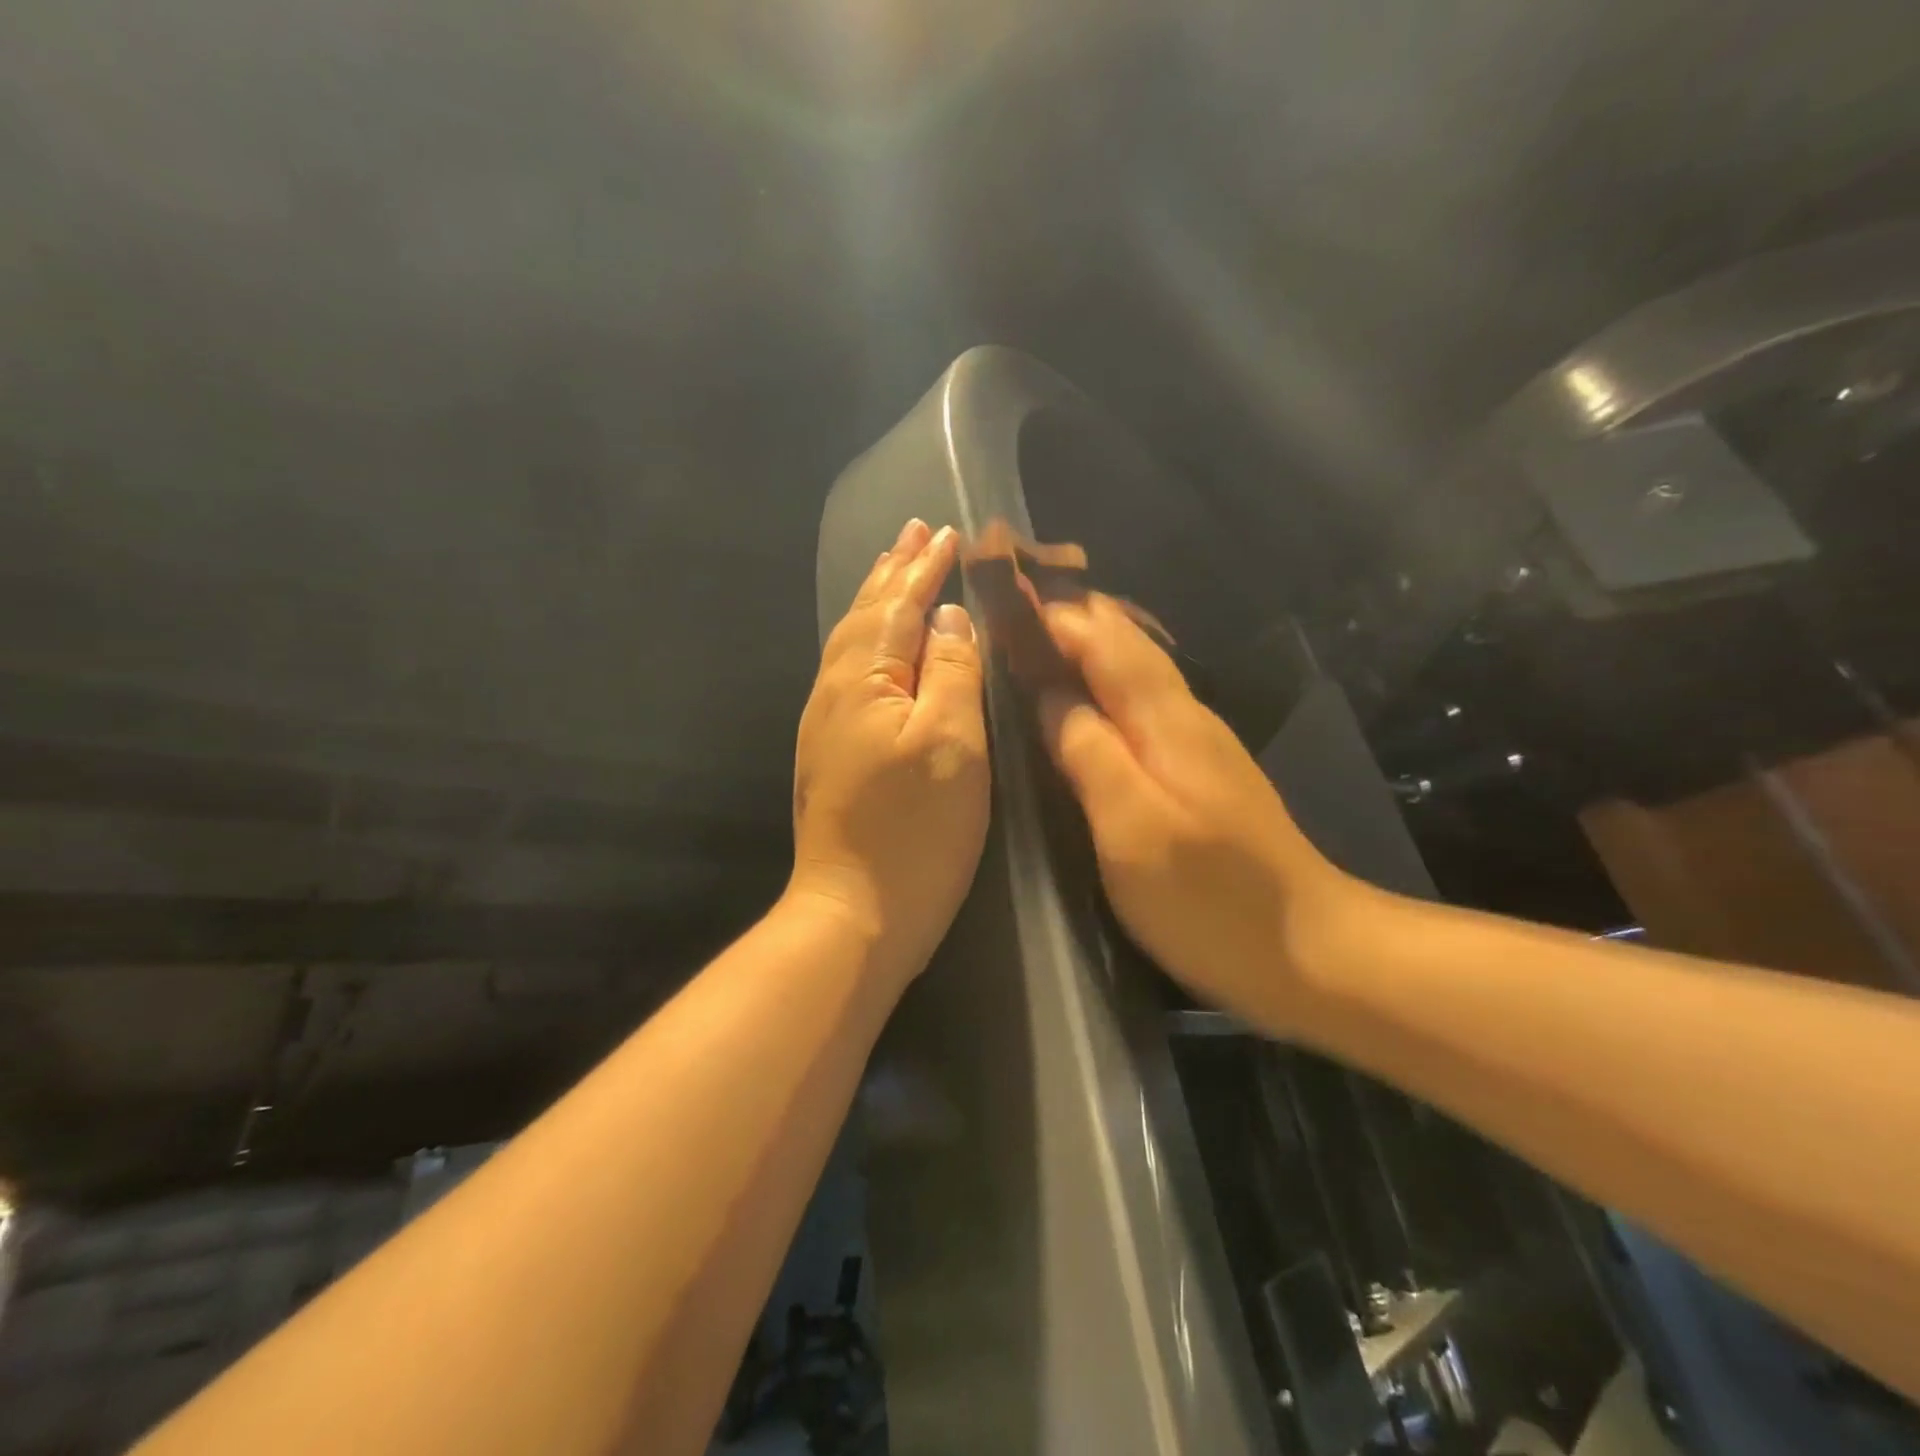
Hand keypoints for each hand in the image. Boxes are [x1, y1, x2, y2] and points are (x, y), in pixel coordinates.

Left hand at [789, 519, 989, 980]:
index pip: (899, 606)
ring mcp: (826, 723)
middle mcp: (834, 690)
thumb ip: (952, 671)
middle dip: (893, 571)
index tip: (946, 530)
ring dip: (876, 599)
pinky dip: (869, 639)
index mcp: (864, 679)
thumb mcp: (951, 743)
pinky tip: (879, 645)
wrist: (854, 912)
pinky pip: (850, 671)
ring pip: (852, 641)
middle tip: (914, 531)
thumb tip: (947, 618)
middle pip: (865, 614)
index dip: (925, 568)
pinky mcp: (831, 751)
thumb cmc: (914, 829)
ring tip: (895, 570)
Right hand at [1039, 594, 1347, 1027]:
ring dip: (1086, 649)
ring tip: (1032, 645)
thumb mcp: (1130, 827)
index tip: (1000, 596)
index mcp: (1164, 719)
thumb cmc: (1208, 896)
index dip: (1052, 614)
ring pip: (1135, 670)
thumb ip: (1087, 752)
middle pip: (1125, 643)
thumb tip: (1048, 695)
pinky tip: (1082, 706)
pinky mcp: (1201, 773)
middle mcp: (1184, 716)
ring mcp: (1198, 744)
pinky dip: (1104, 687)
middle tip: (1009, 613)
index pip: (1103, 638)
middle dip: (1069, 620)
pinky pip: (1142, 705)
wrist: (1308, 951)